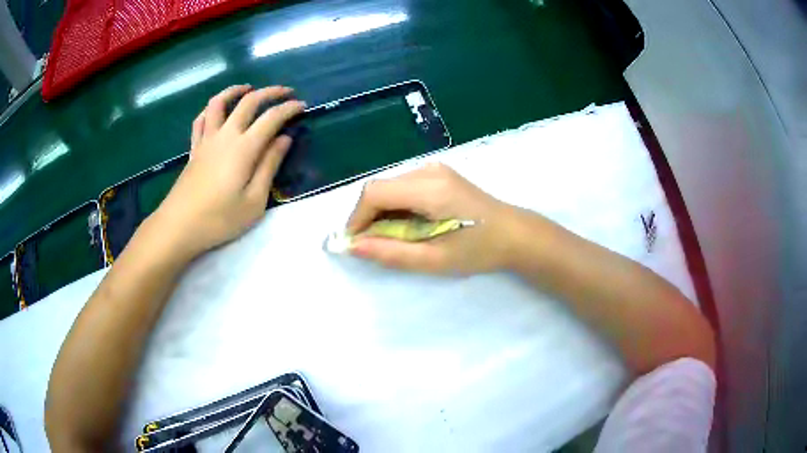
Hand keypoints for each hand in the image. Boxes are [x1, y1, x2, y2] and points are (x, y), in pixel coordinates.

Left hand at [151, 85, 304, 260]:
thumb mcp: (254, 201)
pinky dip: (211, 109)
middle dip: (270, 92)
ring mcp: (206, 140)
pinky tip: (217, 110)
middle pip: (248, 101)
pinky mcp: (194, 149)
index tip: (302, 105)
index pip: (271, 117)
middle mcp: (225, 135)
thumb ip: (269, 166)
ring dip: (235, 91)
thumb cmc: (219, 219)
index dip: (289, 108)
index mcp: (244, 148)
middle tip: (285, 92)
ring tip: (248, 89)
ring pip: (219, 103)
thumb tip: (284, 139)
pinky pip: (201, 120)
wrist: (179, 226)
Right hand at [347, 163, 517, 273]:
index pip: (375, 193)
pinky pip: (404, 186)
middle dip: (369, 217)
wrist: (515, 234)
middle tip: (376, 245)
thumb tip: (353, 247)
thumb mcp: (434, 259)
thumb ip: (391, 253)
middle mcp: (429, 170)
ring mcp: (435, 168)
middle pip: (380, 188)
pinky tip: (409, 224)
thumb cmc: (479, 250)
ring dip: (383, 212)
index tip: (356, 243)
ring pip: (390, 187)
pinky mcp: (439, 173)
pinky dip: (397, 206)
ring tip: (395, 238)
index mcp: (430, 188)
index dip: (358, 218)